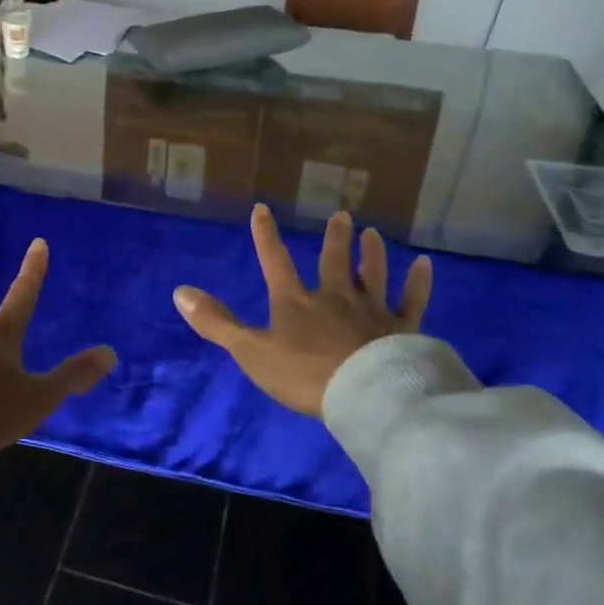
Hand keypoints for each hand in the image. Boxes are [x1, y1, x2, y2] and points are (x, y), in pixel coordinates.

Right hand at [173, 205, 431, 417]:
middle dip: (335, 238)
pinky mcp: (402, 329)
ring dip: (371, 253)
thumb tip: (180, 291)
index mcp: (295, 302)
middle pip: (334, 261)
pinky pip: (412, 300)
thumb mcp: (251, 351)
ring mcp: (371, 311)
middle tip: (342, 215)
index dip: (266, 236)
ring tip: (372, 233)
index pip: (275, 262)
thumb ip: (217, 322)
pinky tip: (424, 264)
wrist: (364, 395)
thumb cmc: (304, 374)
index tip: (262, 209)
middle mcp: (335, 297)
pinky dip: (418, 282)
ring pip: (373, 274)